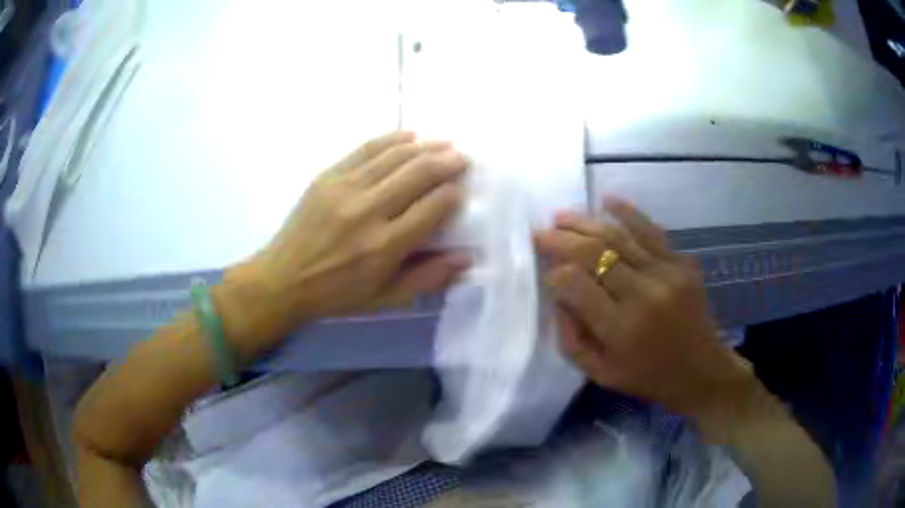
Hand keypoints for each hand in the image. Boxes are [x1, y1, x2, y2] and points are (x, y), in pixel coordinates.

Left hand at [219, 131, 469, 350]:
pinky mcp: (328, 176)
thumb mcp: (386, 299)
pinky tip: (409, 136)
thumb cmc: (337, 295)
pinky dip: (391, 139)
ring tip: (443, 143)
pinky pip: (365, 149)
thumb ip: (428, 278)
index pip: (432, 208)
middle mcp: (367, 211)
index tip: (460, 190)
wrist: (284, 279)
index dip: (453, 194)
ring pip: (395, 156)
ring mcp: (345, 188)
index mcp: (384, 246)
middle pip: (417, 174)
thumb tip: (467, 257)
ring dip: (425, 147)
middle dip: (446, 162)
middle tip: (462, 158)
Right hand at [535, 198, 749, 417]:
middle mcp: (643, 295)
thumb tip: (558, 293)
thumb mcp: (599, 373)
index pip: (577, 284)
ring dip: (586, 221)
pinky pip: (651, 230)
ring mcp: (667, 274)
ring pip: (619, 235)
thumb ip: (571, 337)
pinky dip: (627, 212)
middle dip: (562, 238)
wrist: (701, 369)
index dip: (555, 272)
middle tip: (540, 232)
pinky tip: (607, 201)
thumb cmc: (647, 377)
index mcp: (621, 329)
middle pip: (595, 252)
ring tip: (562, 216)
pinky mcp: (682, 263)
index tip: (546, 272)